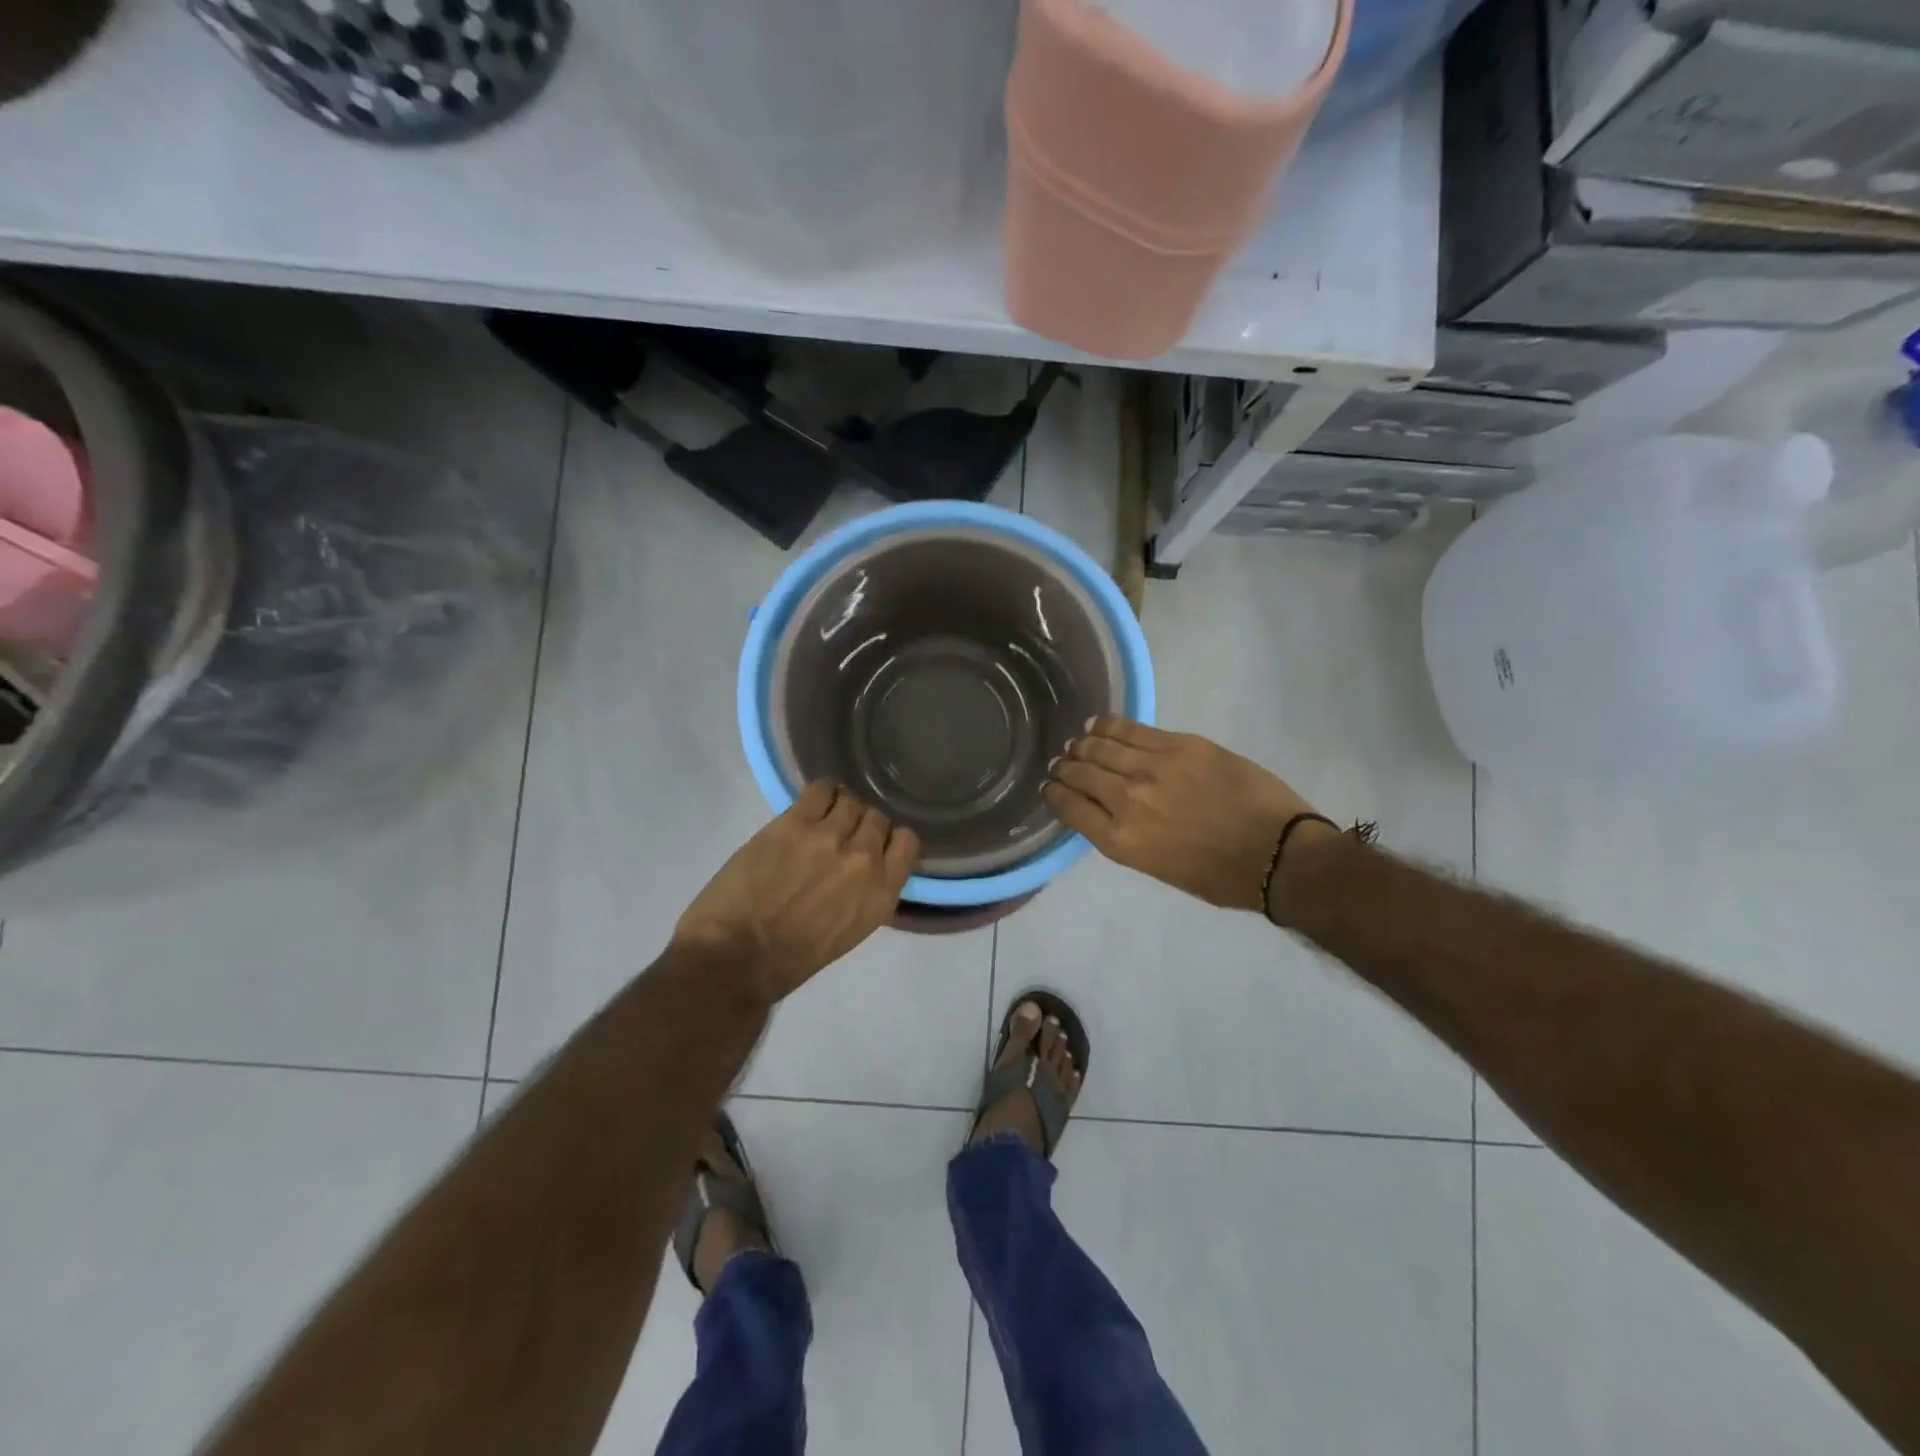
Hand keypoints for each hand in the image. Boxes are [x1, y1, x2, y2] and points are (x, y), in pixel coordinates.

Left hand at [674, 782, 919, 1001]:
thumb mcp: (849, 931)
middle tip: (839, 836)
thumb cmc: (791, 959)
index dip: (889, 839)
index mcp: (882, 893)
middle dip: (860, 825)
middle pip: (877, 818)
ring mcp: (830, 837)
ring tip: (819, 820)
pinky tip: (807, 806)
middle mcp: (864, 860)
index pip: (907, 842)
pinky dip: (819, 793)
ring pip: (850, 801)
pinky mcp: (795, 823)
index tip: (872, 845)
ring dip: (838, 809)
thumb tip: (863, 867)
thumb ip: (865, 893)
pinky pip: (821, 789)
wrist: (737, 957)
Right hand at [1044, 718, 1325, 912]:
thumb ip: (1127, 837)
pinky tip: (1098, 724)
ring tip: (1078, 743)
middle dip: (1066, 768)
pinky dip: (1109, 725)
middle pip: (1082, 774)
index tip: (1051, 787)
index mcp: (1121, 841)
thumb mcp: (1159, 869)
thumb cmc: (1220, 876)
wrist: (1277, 854)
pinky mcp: (1180, 745)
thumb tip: (1108, 811)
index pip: (1071, 809)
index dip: (1055, 795)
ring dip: (1083, 745)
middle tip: (1061, 762)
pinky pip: (1132, 729)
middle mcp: (1127, 801)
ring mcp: (1153, 768)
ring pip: (1101, 747)